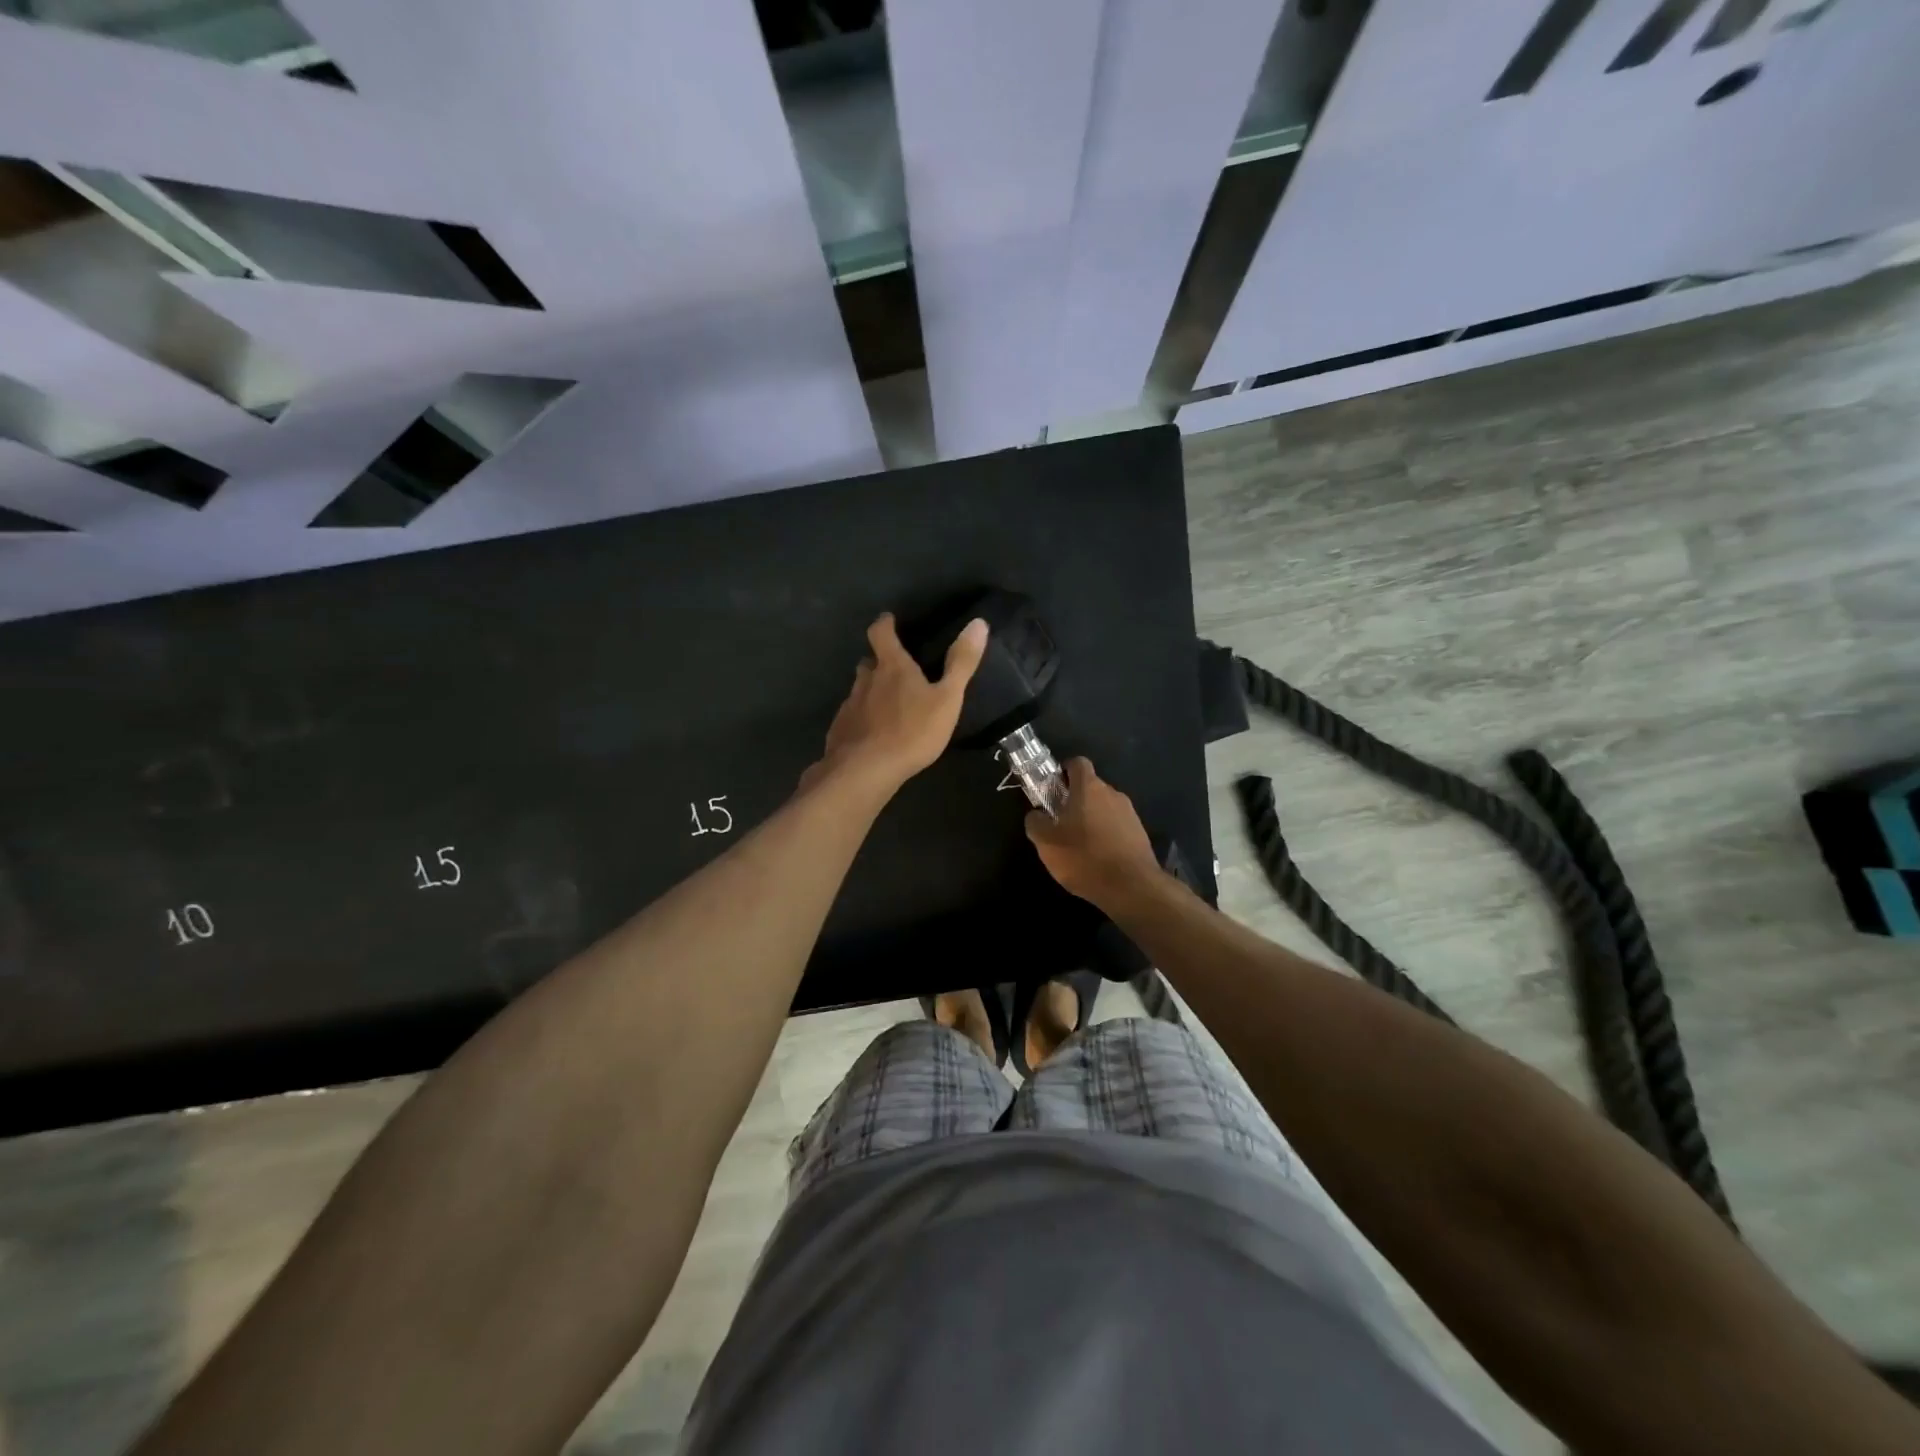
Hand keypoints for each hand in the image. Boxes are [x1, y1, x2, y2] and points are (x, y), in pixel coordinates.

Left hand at [805, 613, 988, 793]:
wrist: (865, 771)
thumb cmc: (912, 731)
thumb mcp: (947, 699)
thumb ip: (962, 663)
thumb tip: (979, 622)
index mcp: (892, 667)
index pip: (881, 633)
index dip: (885, 624)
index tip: (889, 620)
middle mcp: (865, 681)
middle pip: (868, 662)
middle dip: (879, 662)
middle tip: (894, 669)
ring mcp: (849, 706)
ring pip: (859, 690)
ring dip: (870, 691)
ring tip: (886, 705)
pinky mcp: (840, 731)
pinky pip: (851, 717)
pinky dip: (861, 718)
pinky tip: (872, 734)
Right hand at [1024, 758, 1160, 907]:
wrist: (1131, 887)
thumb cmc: (1084, 857)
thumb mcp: (1046, 843)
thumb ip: (1035, 822)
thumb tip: (1036, 814)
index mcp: (1089, 788)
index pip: (1078, 763)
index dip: (1063, 771)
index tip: (1053, 788)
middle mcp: (1112, 793)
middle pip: (1090, 787)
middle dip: (1075, 800)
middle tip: (1060, 823)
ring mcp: (1130, 813)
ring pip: (1104, 807)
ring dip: (1091, 819)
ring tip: (1079, 845)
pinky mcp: (1140, 833)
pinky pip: (1117, 826)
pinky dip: (1106, 835)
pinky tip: (1098, 857)